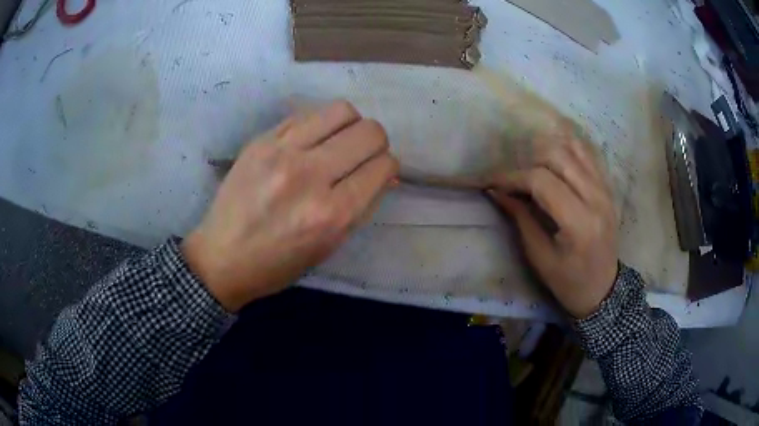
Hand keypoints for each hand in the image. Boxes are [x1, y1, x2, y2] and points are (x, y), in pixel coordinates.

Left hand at [182, 101, 398, 311]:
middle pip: (369, 132)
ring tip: (340, 141)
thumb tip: (385, 173)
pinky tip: (312, 141)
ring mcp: (282, 152)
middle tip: (364, 155)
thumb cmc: (278, 264)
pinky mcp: (261, 140)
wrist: (221, 257)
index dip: (389, 166)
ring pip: (342, 111)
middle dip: (377, 143)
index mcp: (332, 214)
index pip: (382, 166)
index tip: (380, 171)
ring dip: (351, 125)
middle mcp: (309, 176)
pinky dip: (321, 125)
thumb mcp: (329, 246)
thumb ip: (362, 206)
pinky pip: (307, 114)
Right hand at [488, 133, 618, 318]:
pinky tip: (553, 154)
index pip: (541, 181)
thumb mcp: (540, 258)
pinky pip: (588, 154)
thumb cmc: (569, 282)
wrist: (603, 289)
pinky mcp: (608, 187)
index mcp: (579, 222)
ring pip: (573, 148)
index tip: (492, 183)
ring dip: (547, 151)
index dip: (513, 178)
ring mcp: (605, 189)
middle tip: (513, 180)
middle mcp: (596, 198)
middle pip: (557, 156)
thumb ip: (520, 219)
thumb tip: (496, 191)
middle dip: (528, 163)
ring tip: (531, 167)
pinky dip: (568, 147)